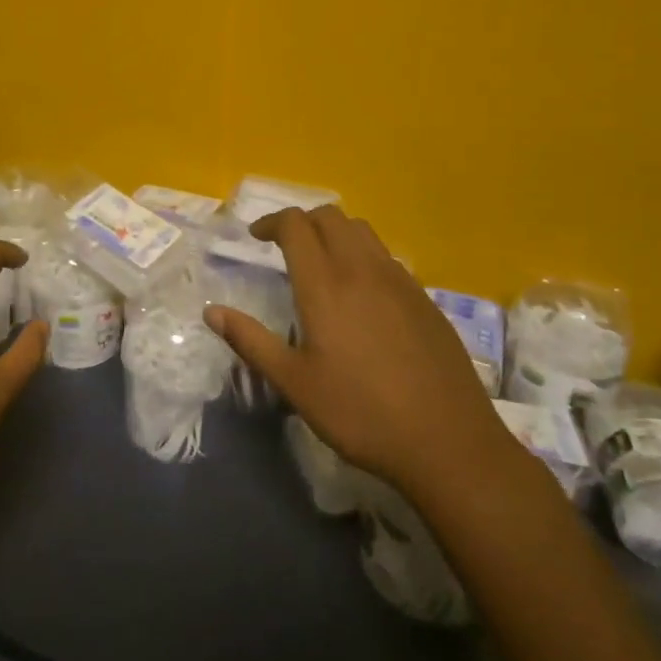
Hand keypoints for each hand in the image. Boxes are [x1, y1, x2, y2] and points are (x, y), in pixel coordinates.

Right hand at [206, 207, 510, 496]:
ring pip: (363, 232)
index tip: (256, 237)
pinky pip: (387, 258)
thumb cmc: (360, 413)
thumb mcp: (294, 383)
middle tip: (284, 246)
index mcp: (326, 285)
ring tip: (322, 264)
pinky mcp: (425, 300)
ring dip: (335, 233)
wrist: (448, 443)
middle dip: (302, 222)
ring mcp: (400, 282)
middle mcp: (363, 270)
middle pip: (331, 217)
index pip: (296, 225)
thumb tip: (211, 312)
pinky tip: (362, 296)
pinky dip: (364, 257)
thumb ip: (250, 341)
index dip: (272, 222)